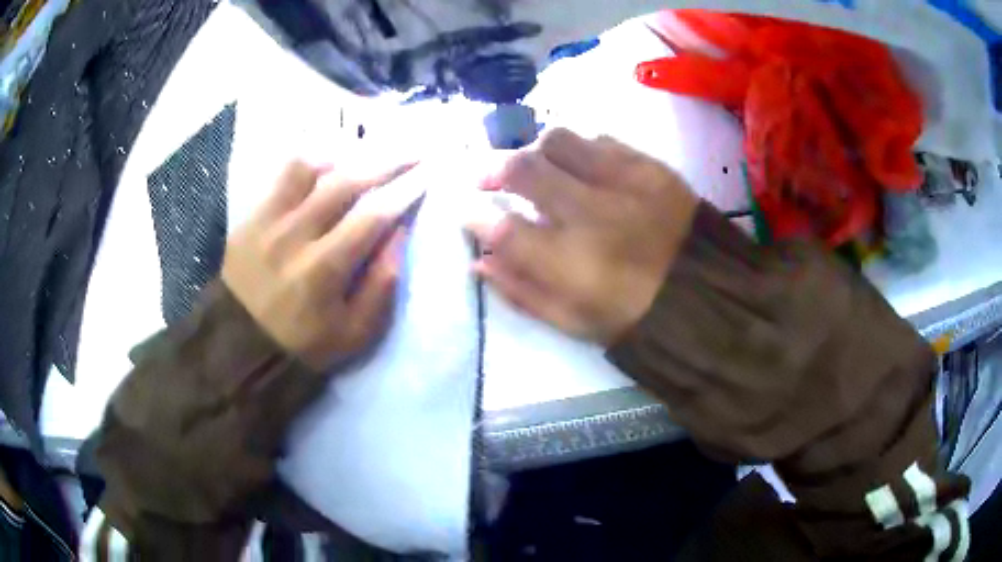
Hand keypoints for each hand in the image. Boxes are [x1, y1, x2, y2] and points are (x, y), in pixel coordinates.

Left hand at [222, 159, 414, 370]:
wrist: (241, 346)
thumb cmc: (304, 344)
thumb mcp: (355, 333)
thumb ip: (382, 284)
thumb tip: (400, 232)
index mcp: (323, 271)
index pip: (373, 216)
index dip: (405, 191)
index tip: (426, 175)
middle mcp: (294, 236)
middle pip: (346, 182)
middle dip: (387, 161)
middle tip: (412, 152)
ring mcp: (268, 222)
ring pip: (310, 167)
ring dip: (345, 154)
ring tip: (367, 154)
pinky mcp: (251, 217)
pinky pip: (282, 176)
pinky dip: (311, 163)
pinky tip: (328, 164)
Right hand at [466, 129, 698, 344]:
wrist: (707, 297)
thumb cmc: (633, 318)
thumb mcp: (571, 322)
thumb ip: (520, 290)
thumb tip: (480, 259)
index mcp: (572, 264)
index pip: (504, 229)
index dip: (476, 217)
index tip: (469, 213)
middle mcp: (593, 213)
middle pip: (525, 169)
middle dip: (495, 171)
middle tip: (488, 180)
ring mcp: (625, 182)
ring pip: (560, 141)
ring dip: (536, 151)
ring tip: (536, 167)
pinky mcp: (651, 167)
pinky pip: (601, 140)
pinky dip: (579, 149)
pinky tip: (580, 166)